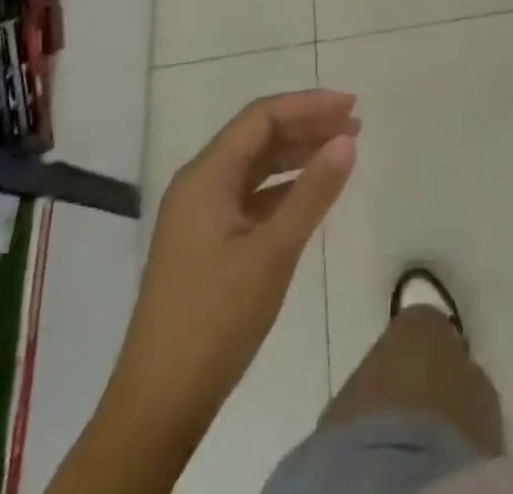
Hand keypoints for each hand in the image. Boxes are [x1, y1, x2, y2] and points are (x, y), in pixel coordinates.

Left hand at [120, 91, 358, 437]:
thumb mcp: (272, 253)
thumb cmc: (215, 321)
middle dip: (306, 125)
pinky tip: (311, 194)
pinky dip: (284, 187)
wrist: (157, 407)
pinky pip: (251, 196)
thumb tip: (347, 140)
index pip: (261, 118)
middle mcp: (199, 185)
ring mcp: (201, 215)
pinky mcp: (207, 243)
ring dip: (297, 154)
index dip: (307, 105)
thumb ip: (312, 193)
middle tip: (355, 125)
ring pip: (255, 166)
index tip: (350, 105)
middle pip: (258, 137)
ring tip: (341, 151)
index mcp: (205, 177)